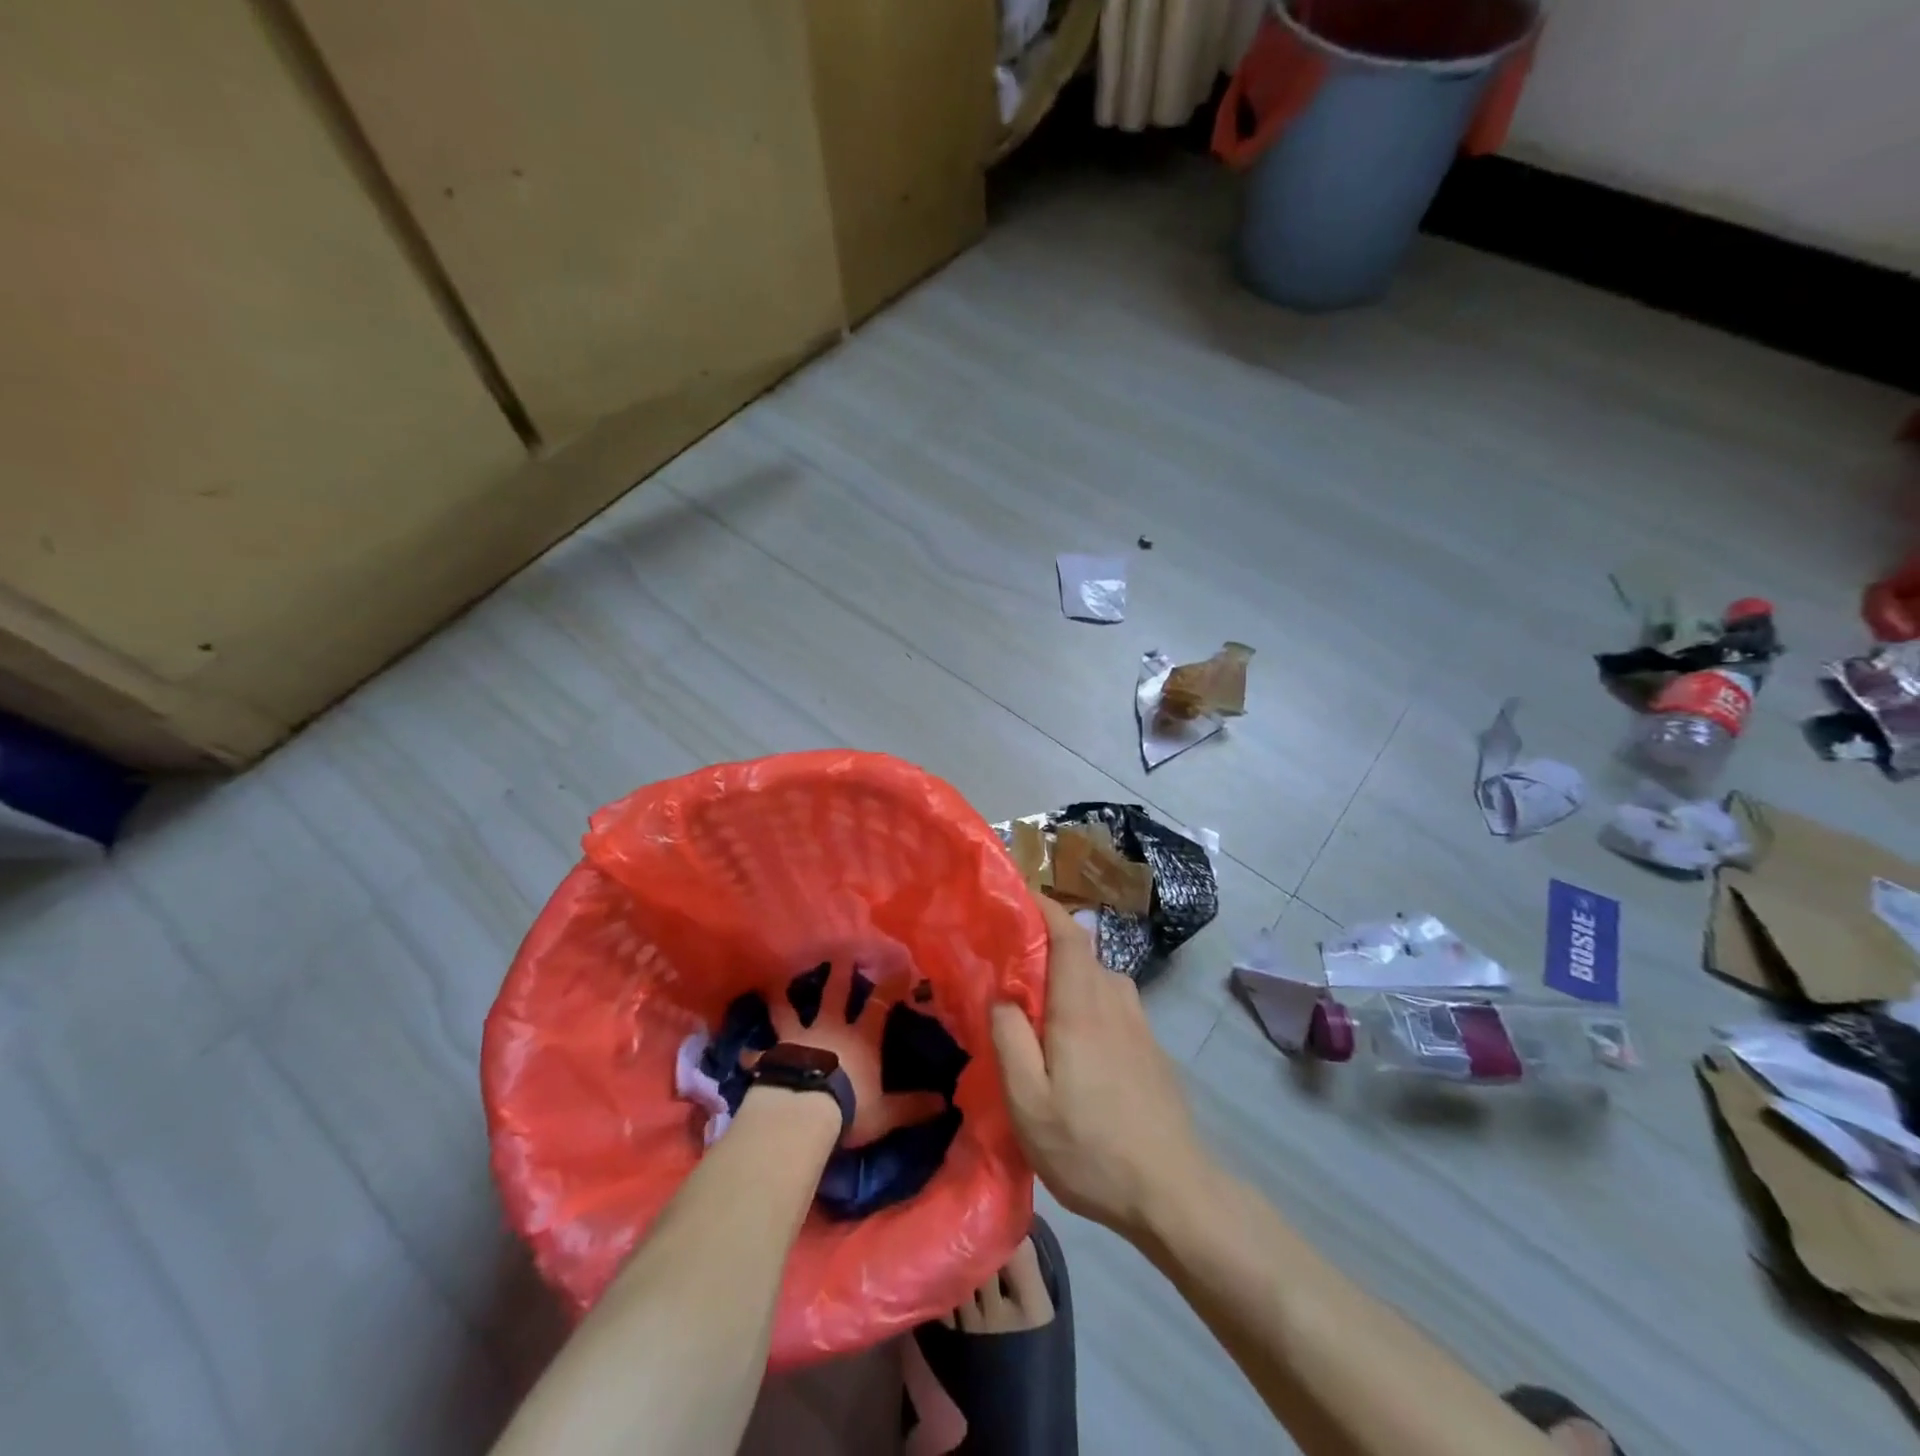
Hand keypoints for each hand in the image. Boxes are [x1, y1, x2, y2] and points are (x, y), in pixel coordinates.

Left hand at [753, 962, 944, 1147]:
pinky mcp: (772, 1056)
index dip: (890, 985)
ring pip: (789, 1010)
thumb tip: (945, 1103)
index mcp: (860, 1039)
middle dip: (839, 972)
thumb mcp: (886, 1113)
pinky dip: (753, 1054)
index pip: (880, 1005)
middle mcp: (830, 1029)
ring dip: (784, 996)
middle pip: (835, 993)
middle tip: (839, 951)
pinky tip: (744, 1053)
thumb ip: (912, 1106)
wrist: (801, 1113)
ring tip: (777, 981)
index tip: (899, 965)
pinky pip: (759, 1054)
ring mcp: (797, 1039)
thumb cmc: (849, 1109)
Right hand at [991, 893, 1211, 1238]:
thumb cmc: (1091, 1147)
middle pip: (1080, 954)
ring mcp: (1138, 1024)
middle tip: (1006, 964)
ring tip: (1033, 1005)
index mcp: (1083, 1006)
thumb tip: (1001, 995)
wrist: (1174, 1192)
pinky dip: (1084, 1001)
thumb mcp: (1029, 1104)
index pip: (1068, 933)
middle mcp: (1115, 1001)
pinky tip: (1070, 1043)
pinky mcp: (1150, 1048)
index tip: (1017, 896)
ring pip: (1096, 981)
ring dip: (1065, 979)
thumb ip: (1009, 1040)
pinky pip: (1110, 1005)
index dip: (1044, 907)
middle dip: (1044, 947)